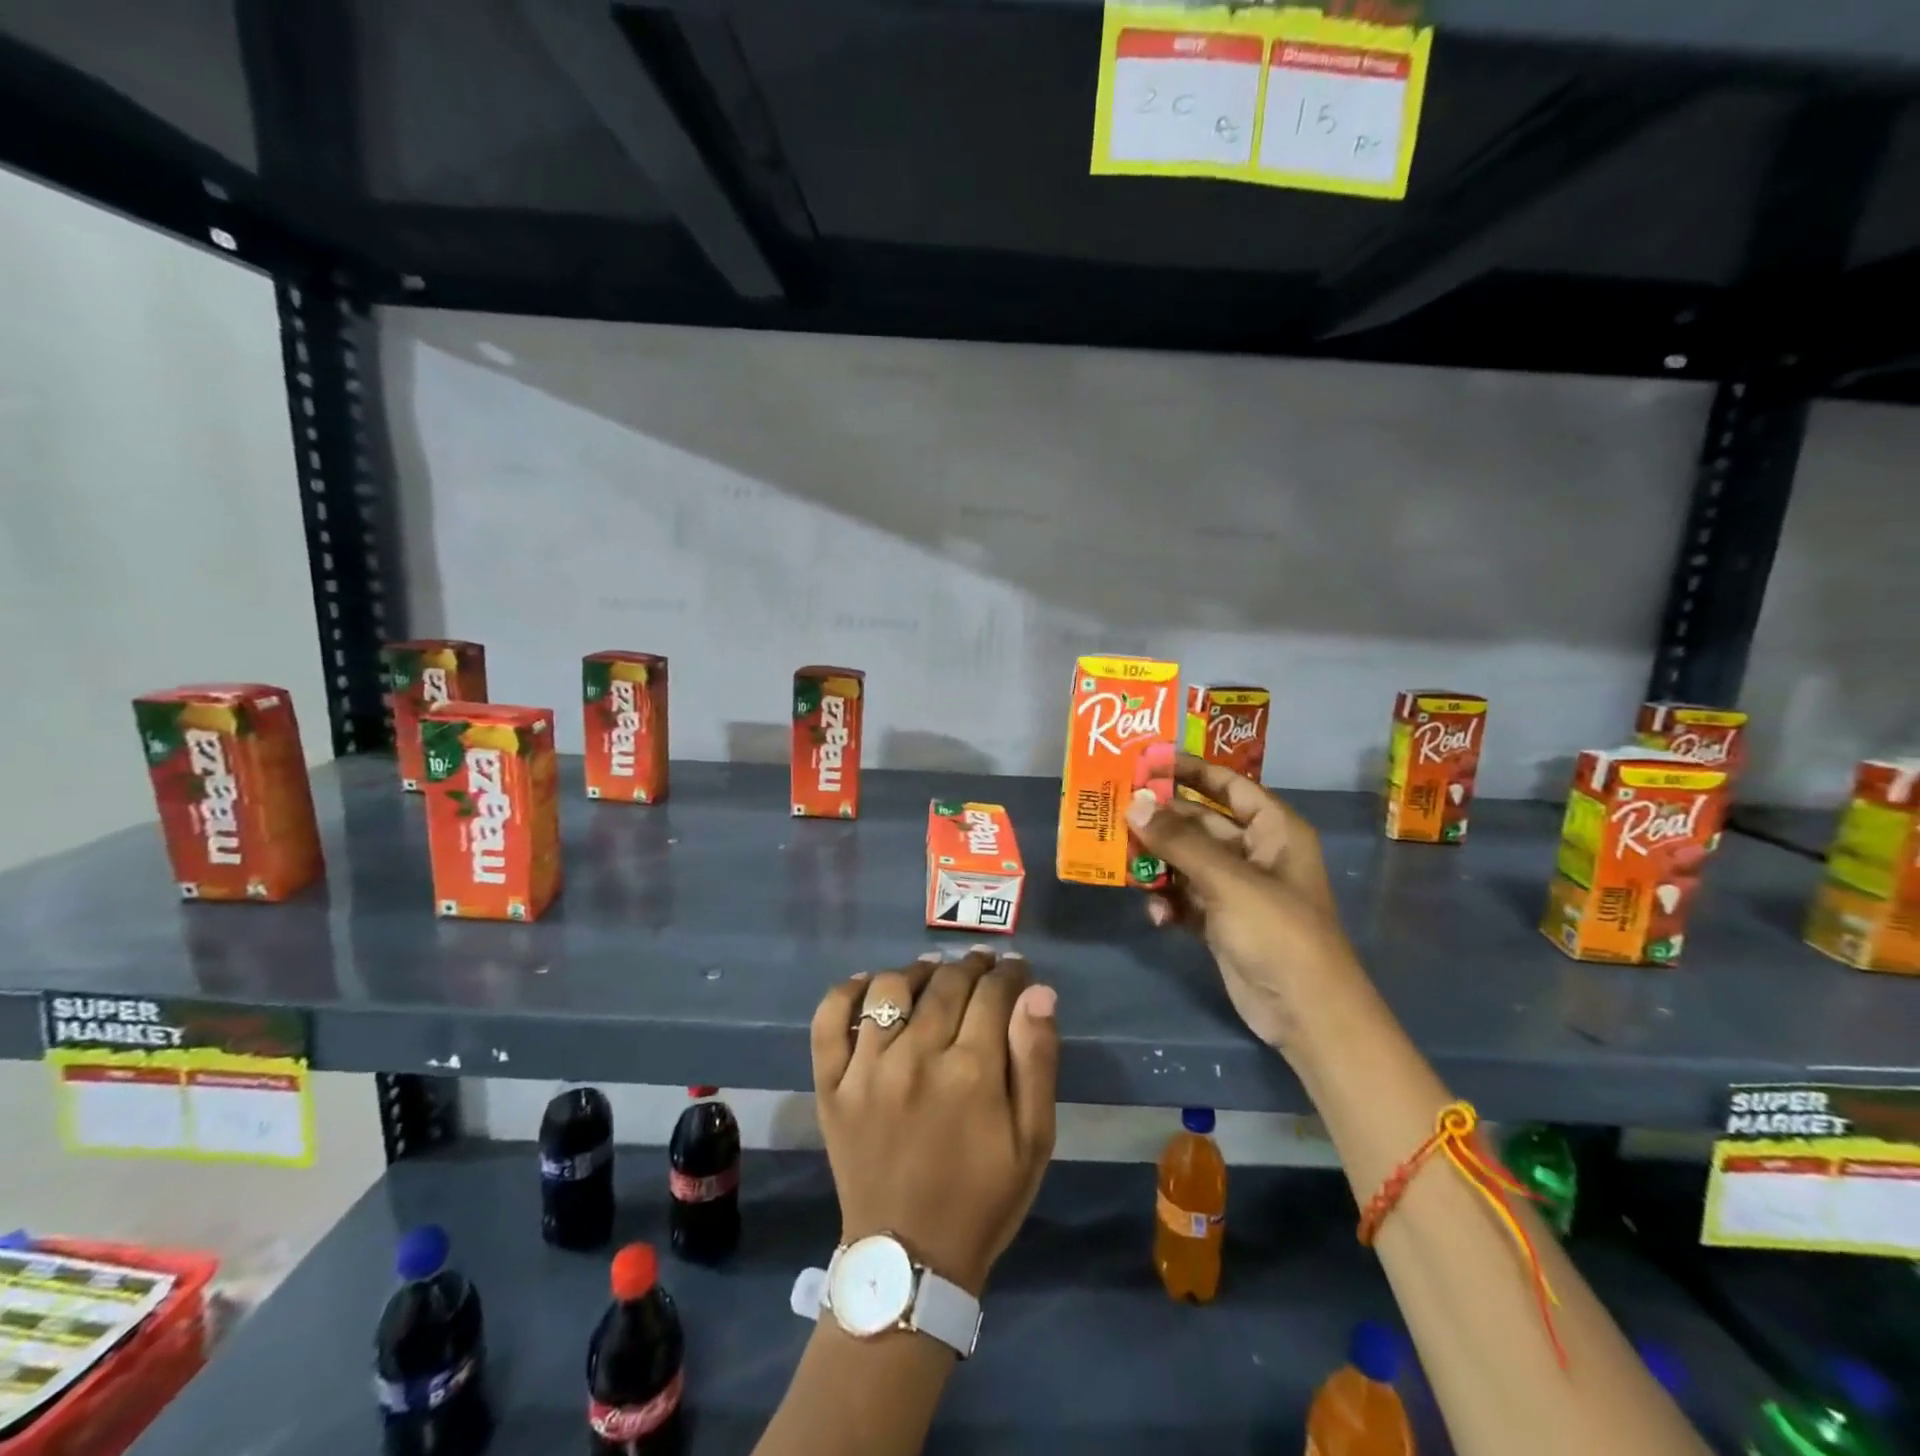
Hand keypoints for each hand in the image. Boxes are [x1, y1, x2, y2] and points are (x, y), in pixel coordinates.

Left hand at [811, 948, 1058, 1295]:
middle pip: (946, 984)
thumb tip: (1039, 992)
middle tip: (982, 965)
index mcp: (971, 1072)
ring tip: (933, 974)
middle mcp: (916, 1057)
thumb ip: (1037, 1061)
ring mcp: (866, 1070)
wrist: (908, 1262)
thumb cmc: (982, 1199)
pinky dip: (845, 992)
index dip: (1009, 973)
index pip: (992, 993)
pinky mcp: (831, 1086)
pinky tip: (868, 985)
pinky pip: (829, 1021)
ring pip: (890, 989)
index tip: (1016, 968)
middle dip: (971, 966)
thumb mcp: (1033, 1141)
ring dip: (917, 972)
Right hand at [1126, 754, 1363, 1054]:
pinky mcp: (1220, 921)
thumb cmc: (1278, 932)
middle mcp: (1255, 853)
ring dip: (1157, 863)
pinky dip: (1167, 902)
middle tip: (1115, 810)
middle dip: (1161, 820)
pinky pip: (1183, 897)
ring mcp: (1236, 888)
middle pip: (1199, 822)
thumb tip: (1133, 804)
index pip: (1228, 785)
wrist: (1305, 1013)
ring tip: (1122, 862)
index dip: (1190, 770)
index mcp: (1274, 830)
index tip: (1146, 760)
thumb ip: (1179, 841)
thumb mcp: (1228, 880)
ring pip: (1185, 860)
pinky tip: (1156, 915)